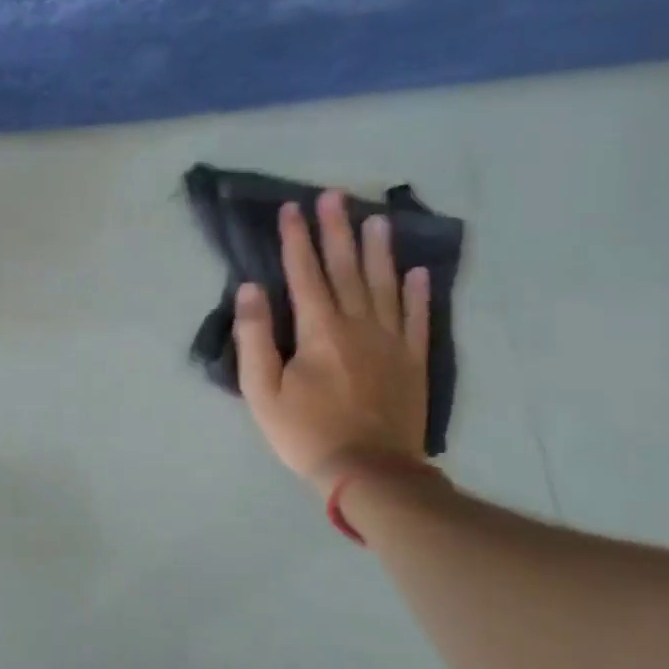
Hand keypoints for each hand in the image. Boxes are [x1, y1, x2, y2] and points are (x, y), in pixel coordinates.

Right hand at [234, 189, 430, 491]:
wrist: (371, 473)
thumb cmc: (307, 433)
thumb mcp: (262, 391)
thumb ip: (255, 337)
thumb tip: (250, 289)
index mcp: (320, 331)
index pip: (305, 273)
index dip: (296, 239)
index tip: (291, 208)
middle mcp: (358, 325)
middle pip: (346, 268)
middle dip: (337, 230)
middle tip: (335, 195)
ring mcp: (391, 341)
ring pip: (384, 285)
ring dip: (379, 250)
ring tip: (377, 219)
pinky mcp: (413, 361)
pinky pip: (416, 318)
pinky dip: (417, 292)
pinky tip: (417, 272)